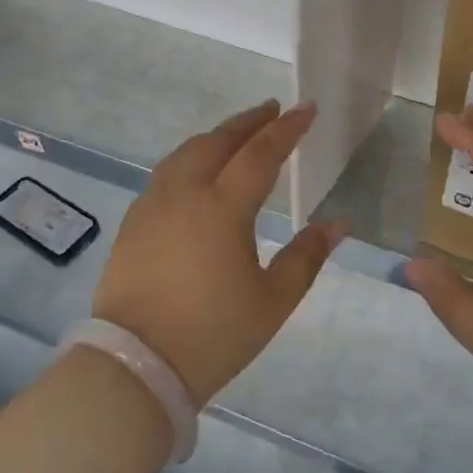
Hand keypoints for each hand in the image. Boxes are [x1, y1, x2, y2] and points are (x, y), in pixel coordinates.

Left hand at [93, 100, 345, 407]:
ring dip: (216, 136)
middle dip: (249, 122)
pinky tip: (197, 170)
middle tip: (272, 110)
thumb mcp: (273, 301)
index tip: (306, 107)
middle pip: (219, 141)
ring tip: (237, 134)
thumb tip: (339, 224)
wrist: (136, 365)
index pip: (260, 152)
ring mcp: (153, 205)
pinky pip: (166, 173)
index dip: (287, 128)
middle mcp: (185, 193)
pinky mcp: (134, 222)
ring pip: (187, 152)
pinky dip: (190, 158)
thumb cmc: (213, 334)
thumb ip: (307, 256)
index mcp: (223, 207)